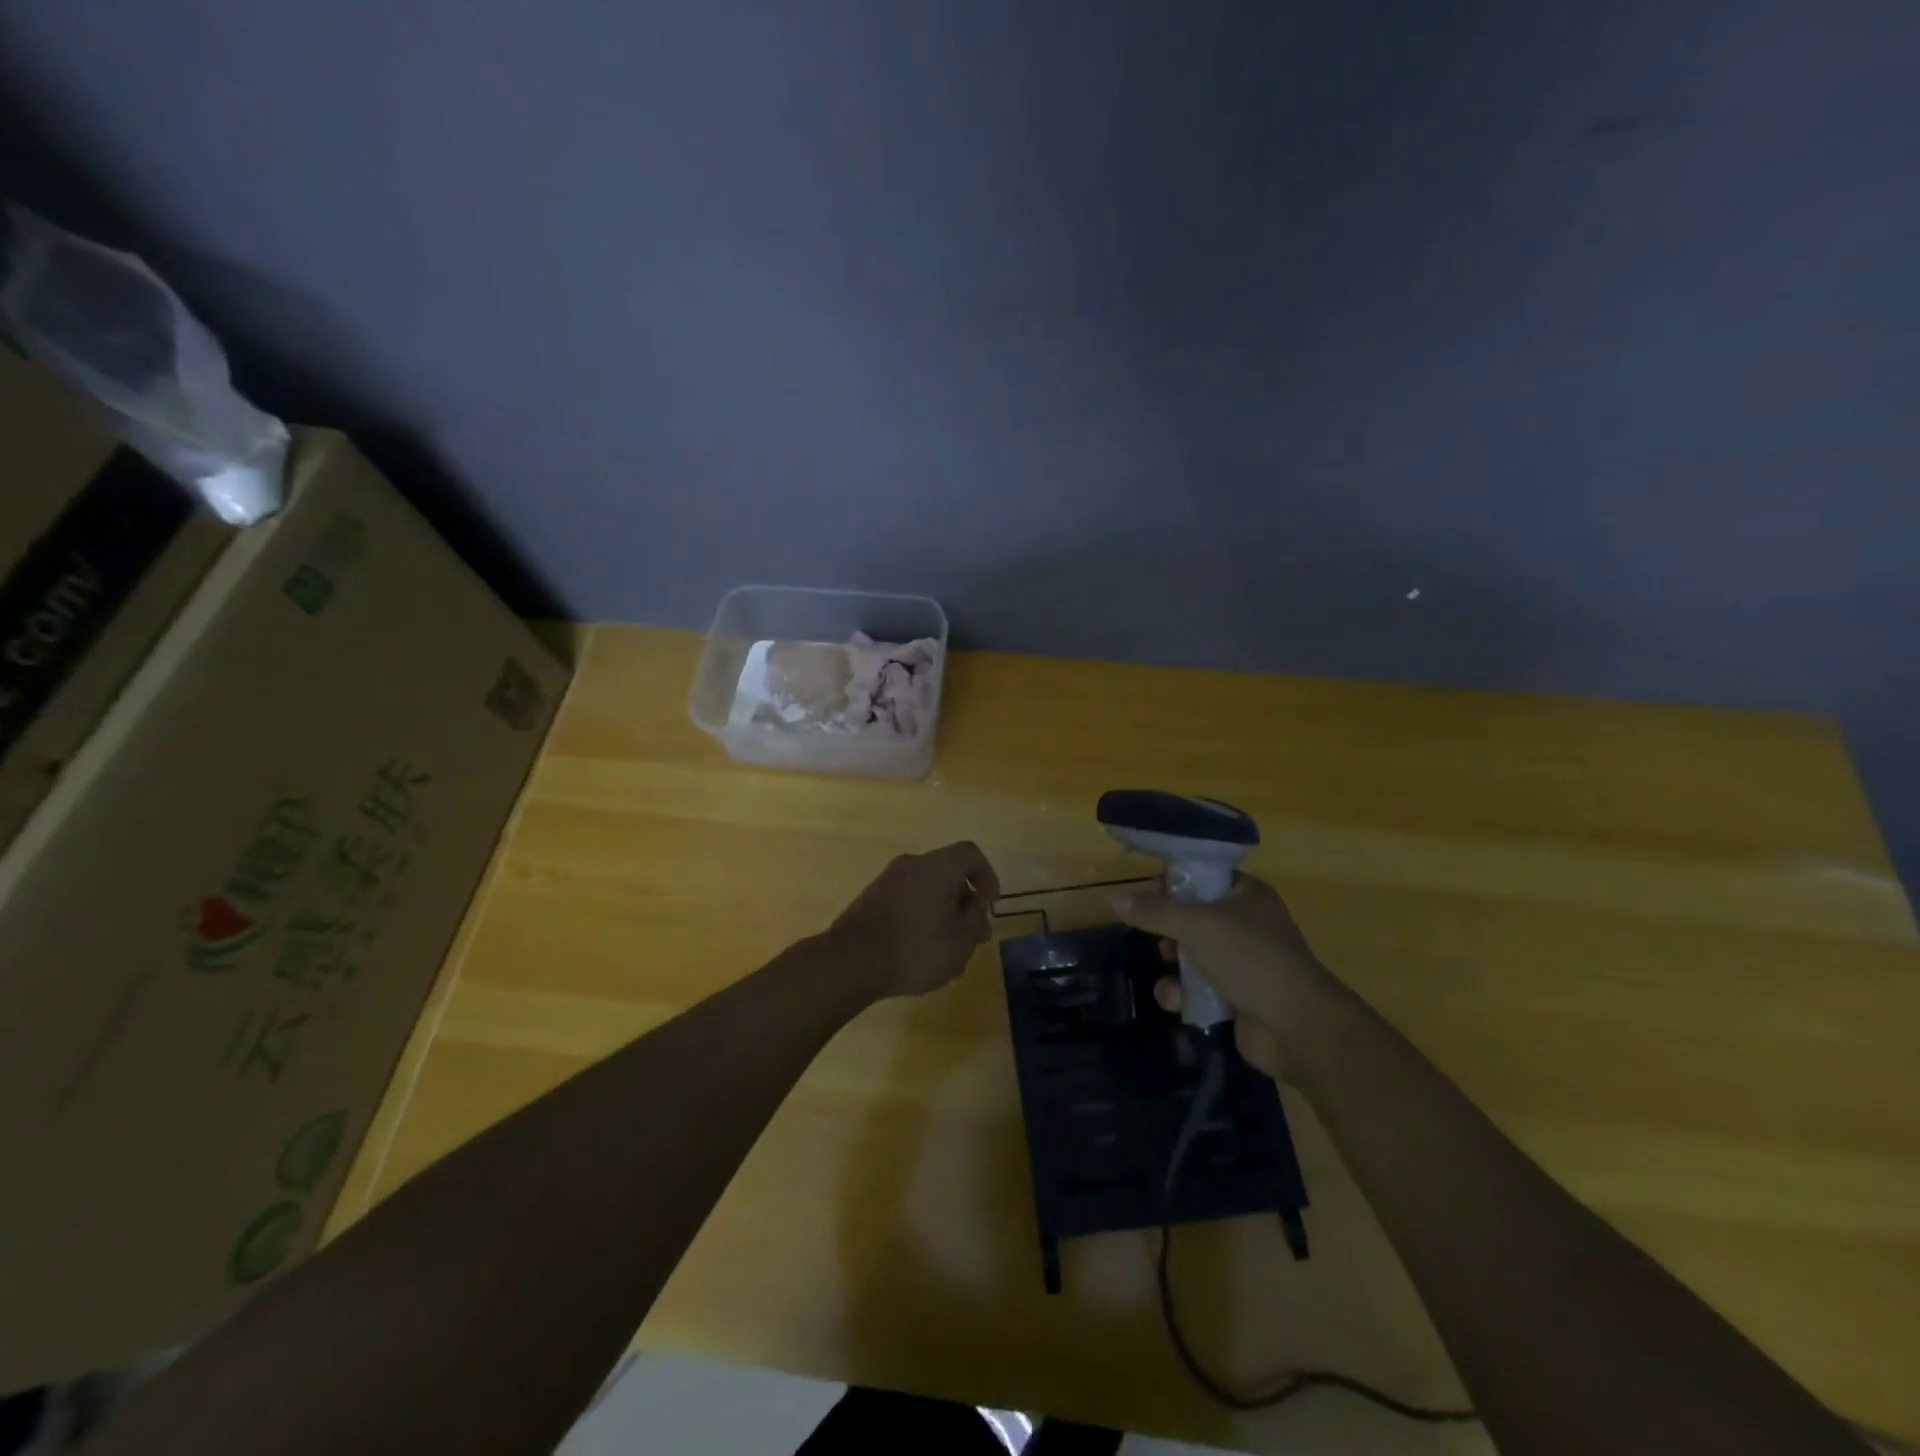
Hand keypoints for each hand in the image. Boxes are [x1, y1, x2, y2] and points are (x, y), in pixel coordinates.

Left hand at [829, 841, 1000, 999]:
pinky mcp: (870, 899)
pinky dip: (920, 918)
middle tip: (972, 936)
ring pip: (926, 890)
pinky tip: (920, 952)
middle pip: (948, 873)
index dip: (987, 877)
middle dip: (964, 903)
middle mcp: (912, 864)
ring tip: (948, 951)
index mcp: (938, 866)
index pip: (971, 854)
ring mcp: (887, 880)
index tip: (989, 907)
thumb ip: (975, 921)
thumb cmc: (916, 948)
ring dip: (942, 913)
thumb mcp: (961, 941)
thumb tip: (974, 909)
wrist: (851, 961)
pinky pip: (906, 901)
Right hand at [1112, 874, 1338, 1078]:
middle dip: (1168, 931)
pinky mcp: (1236, 997)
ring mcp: (1242, 962)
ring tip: (1168, 970)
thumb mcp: (1197, 926)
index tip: (1146, 897)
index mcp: (1246, 894)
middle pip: (1191, 917)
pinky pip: (1197, 988)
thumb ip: (1154, 912)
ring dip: (1173, 965)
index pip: (1201, 877)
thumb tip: (1113, 898)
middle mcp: (1246, 923)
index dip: (1172, 885)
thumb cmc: (1251, 959)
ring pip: (1191, 954)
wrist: (1298, 1027)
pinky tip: (1175, 1001)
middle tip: (1158, 938)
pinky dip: (1183, 993)